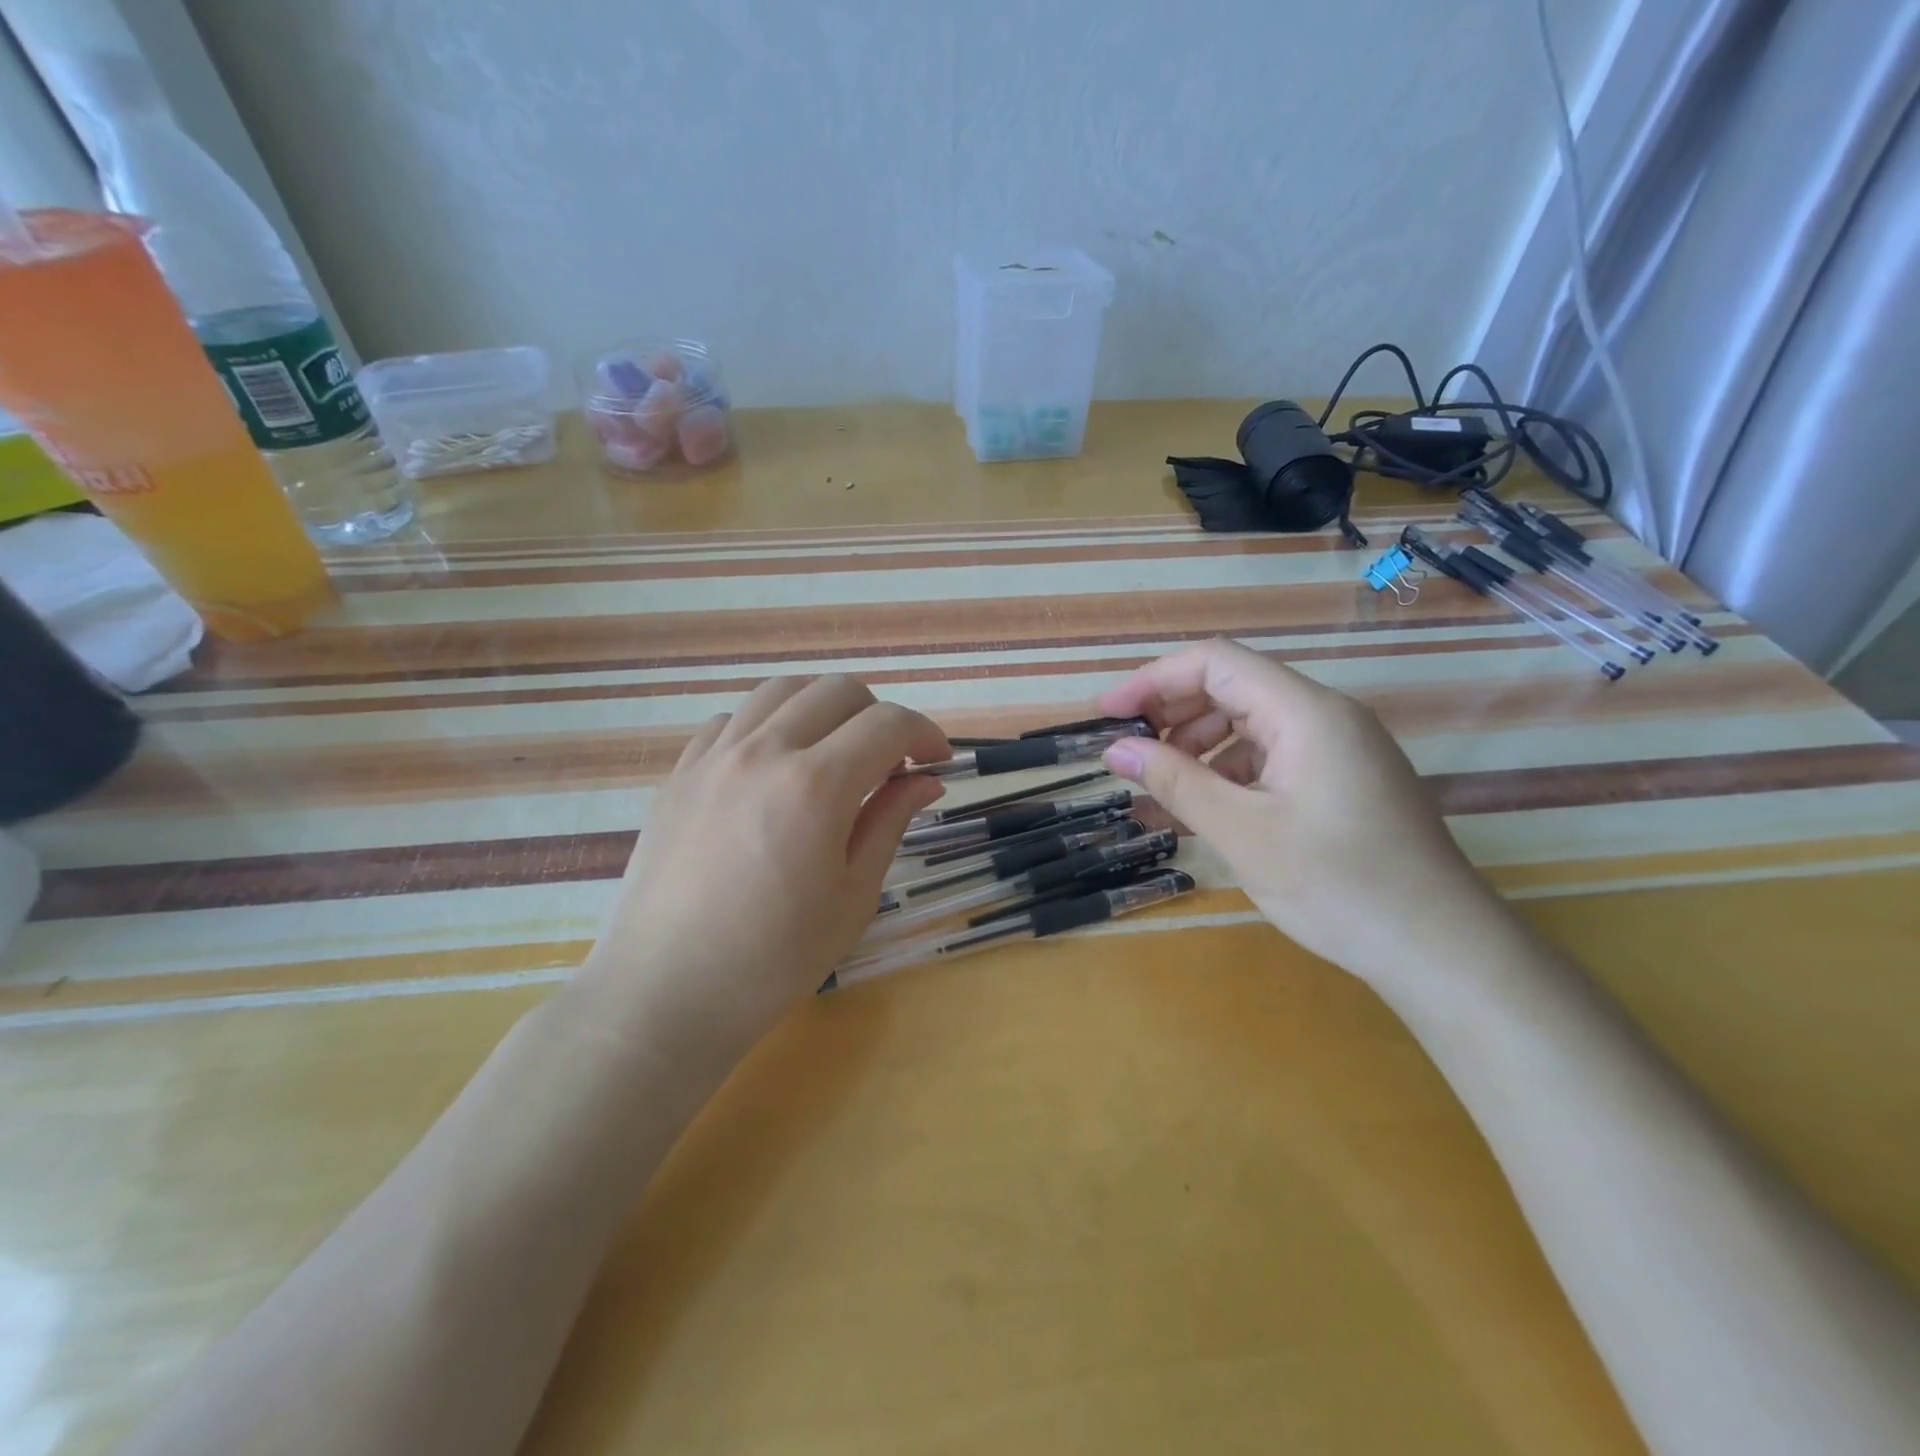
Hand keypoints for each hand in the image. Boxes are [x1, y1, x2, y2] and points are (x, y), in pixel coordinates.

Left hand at [579, 675, 946, 1057]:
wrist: (666, 992)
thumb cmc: (774, 958)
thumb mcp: (853, 896)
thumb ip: (890, 822)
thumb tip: (926, 780)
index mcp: (816, 785)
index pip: (888, 724)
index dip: (924, 734)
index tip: (937, 762)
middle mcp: (764, 751)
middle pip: (837, 691)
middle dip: (878, 716)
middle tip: (888, 763)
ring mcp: (714, 756)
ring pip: (782, 691)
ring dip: (823, 709)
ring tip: (833, 753)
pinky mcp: (680, 772)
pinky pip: (732, 720)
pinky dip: (769, 726)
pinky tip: (773, 768)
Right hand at [1096, 639, 1507, 986]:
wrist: (1441, 950)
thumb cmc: (1339, 886)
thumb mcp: (1242, 833)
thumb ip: (1175, 781)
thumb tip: (1116, 748)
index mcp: (1306, 712)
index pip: (1215, 663)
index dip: (1153, 680)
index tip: (1107, 715)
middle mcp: (1326, 715)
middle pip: (1234, 687)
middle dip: (1173, 712)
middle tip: (1129, 753)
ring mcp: (1340, 747)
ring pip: (1252, 721)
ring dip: (1199, 743)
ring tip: (1163, 785)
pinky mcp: (1345, 778)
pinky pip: (1274, 753)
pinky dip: (1231, 769)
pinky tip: (1209, 806)